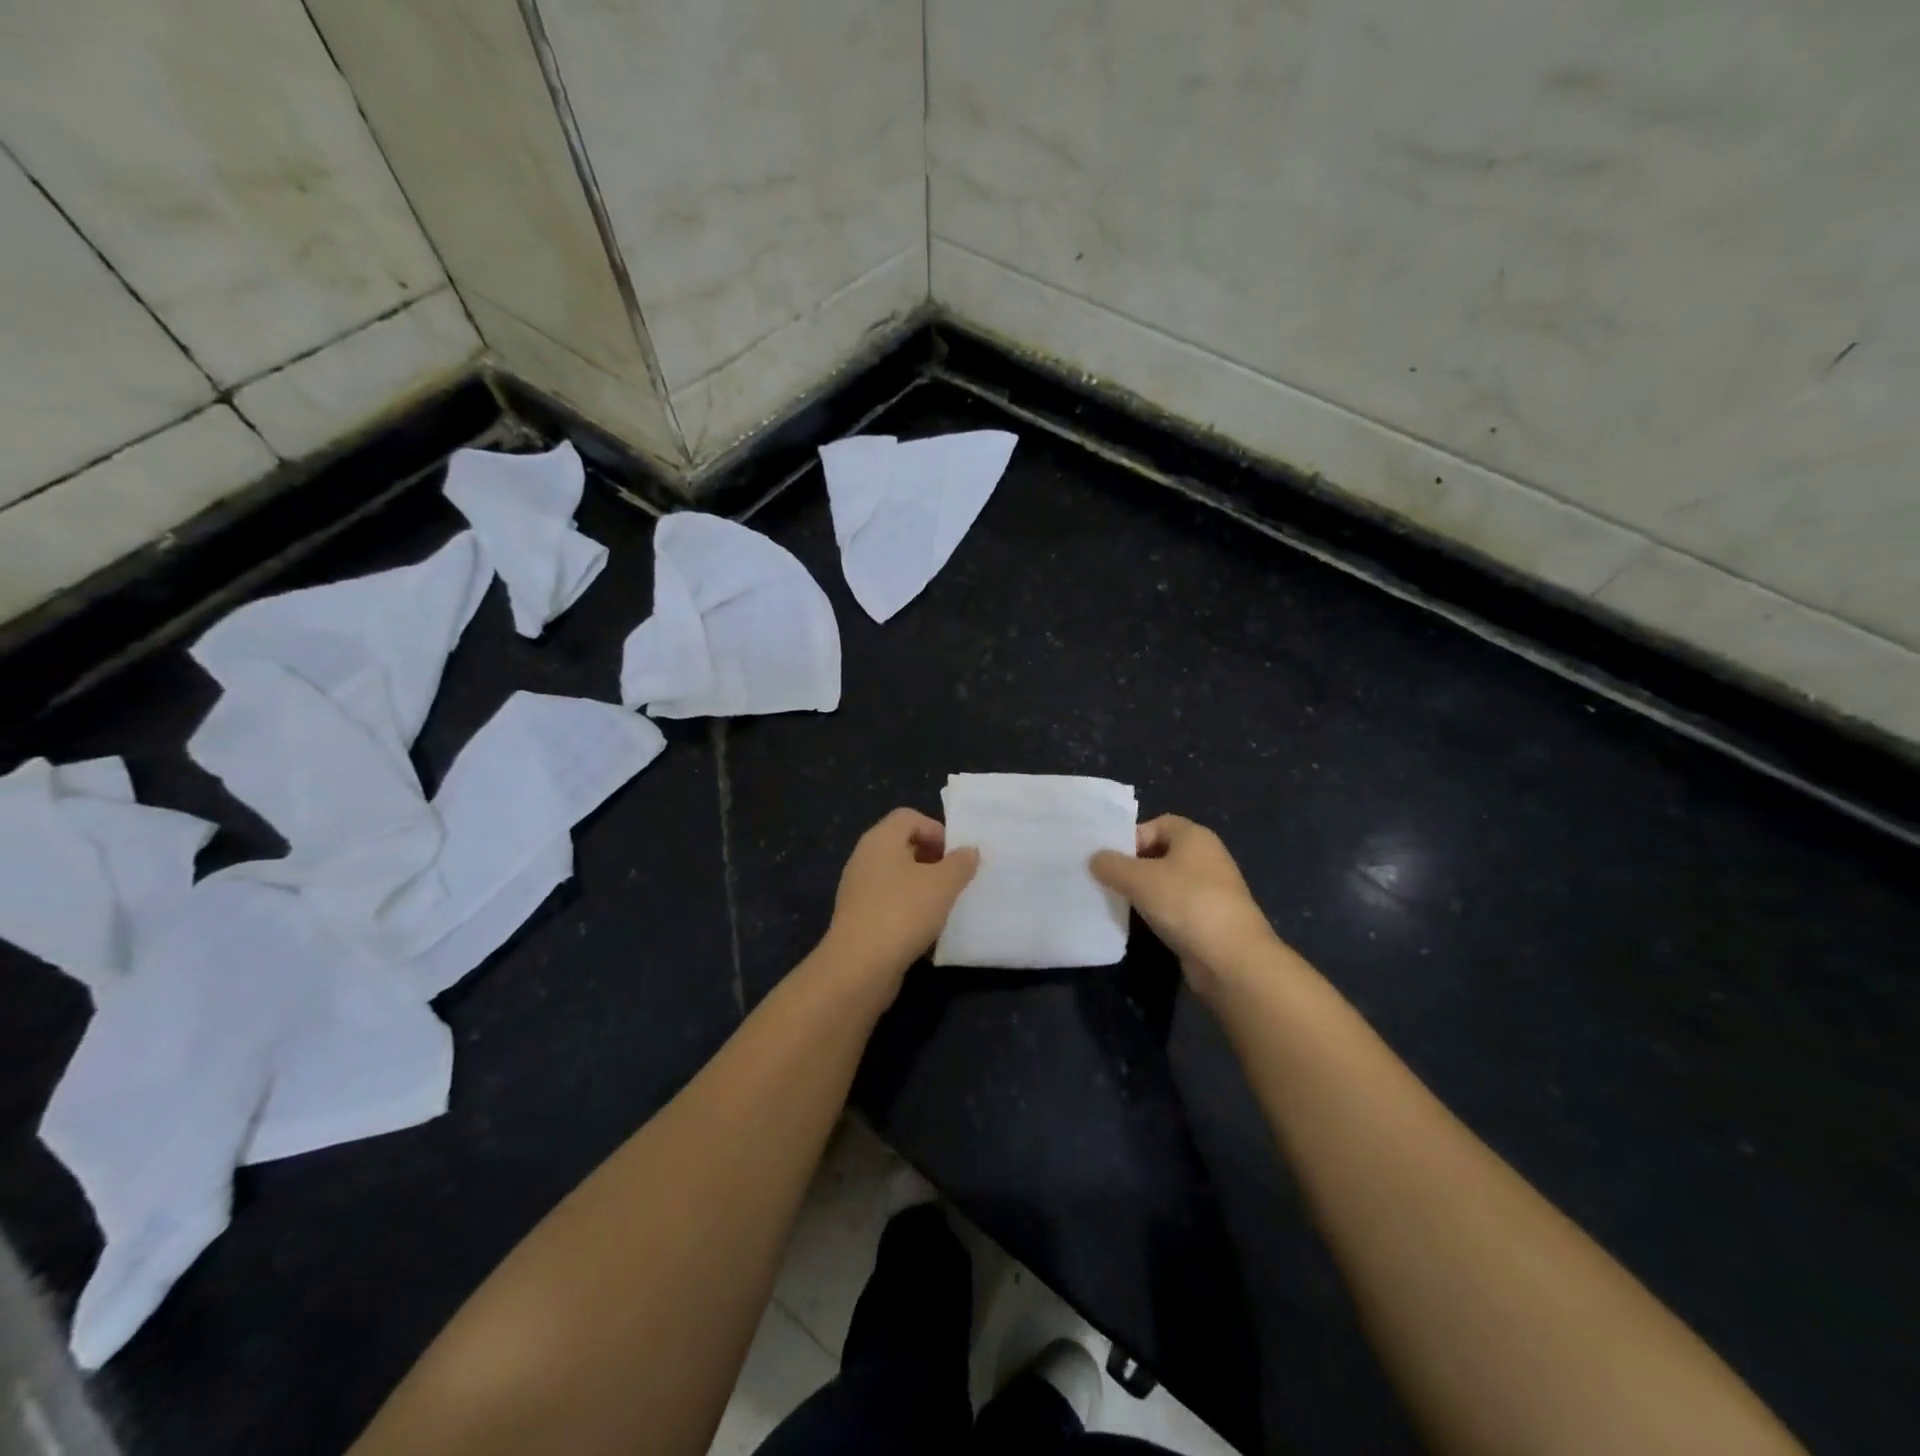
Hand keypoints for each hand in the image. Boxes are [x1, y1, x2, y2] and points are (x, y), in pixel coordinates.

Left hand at [820, 809, 979, 988]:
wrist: (859, 965)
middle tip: (955, 878)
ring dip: (922, 884)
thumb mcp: (943, 884)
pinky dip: (907, 906)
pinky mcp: (857, 915)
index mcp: (880, 839)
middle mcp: (864, 857)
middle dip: (932, 857)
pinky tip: (924, 926)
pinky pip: (888, 899)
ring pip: (896, 874)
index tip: (957, 855)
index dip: (936, 829)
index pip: (909, 817)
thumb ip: (960, 863)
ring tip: (944, 903)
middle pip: (902, 844)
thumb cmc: (903, 912)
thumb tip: (969, 851)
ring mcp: (858, 887)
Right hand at [1090, 815, 1283, 995]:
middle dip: (1134, 865)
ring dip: (1145, 891)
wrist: (1231, 958)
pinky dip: (1159, 912)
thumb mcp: (1138, 879)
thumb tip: (1095, 859)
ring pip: (1168, 882)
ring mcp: (1212, 890)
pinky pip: (1177, 907)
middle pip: (1162, 852)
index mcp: (1195, 836)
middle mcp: (1207, 857)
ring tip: (1120, 903)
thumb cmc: (1186, 903)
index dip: (1132, 836)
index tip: (1111, 858)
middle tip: (1109, 881)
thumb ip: (1111, 865)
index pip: (1158, 823)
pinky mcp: (1211, 919)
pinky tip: (1143, 924)